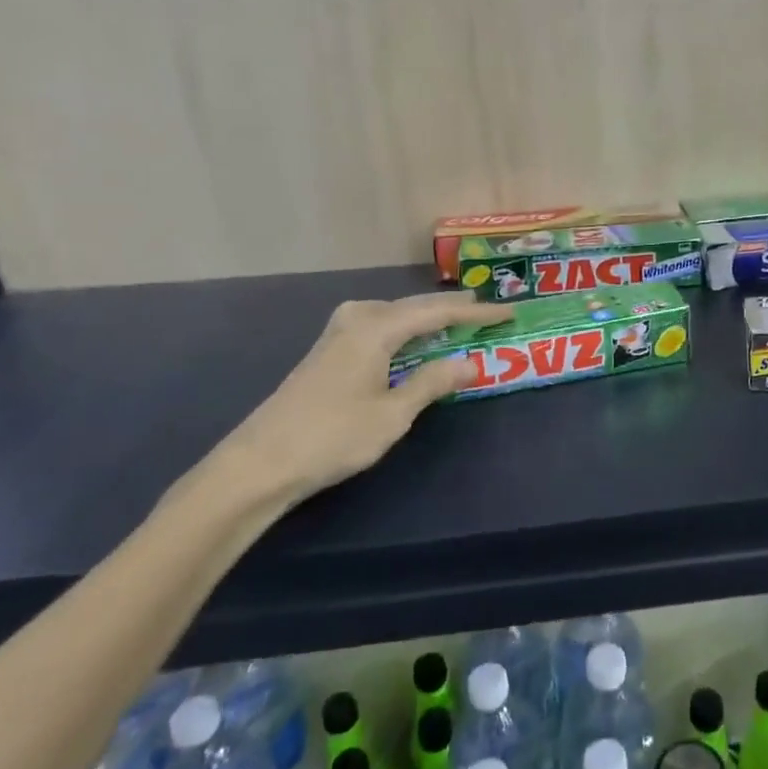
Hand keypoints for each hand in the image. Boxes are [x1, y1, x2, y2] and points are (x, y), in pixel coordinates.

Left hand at [210, 293, 511, 504]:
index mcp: (376, 328)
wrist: (260, 462)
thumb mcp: (393, 414)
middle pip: (415, 306)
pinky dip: (405, 328)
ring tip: (457, 320)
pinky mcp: (328, 349)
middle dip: (453, 310)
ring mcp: (338, 332)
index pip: (437, 313)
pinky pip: (379, 325)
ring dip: (428, 317)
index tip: (507, 314)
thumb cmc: (333, 437)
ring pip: (395, 313)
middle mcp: (358, 318)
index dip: (475, 314)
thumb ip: (433, 382)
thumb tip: (471, 362)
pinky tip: (412, 339)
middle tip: (487, 312)